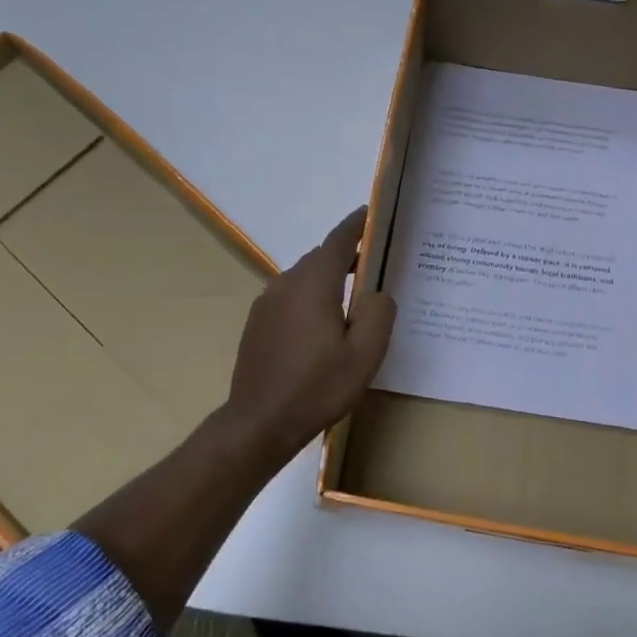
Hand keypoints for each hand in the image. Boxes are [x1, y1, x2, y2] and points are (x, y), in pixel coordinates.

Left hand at [224, 208, 396, 460]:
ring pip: (304, 278)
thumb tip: (378, 292)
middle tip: (375, 265)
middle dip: (347, 256)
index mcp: (313, 283)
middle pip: (321, 258)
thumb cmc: (317, 388)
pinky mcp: (257, 322)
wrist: (259, 423)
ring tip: (352, 299)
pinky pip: (290, 297)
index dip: (357, 225)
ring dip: (328, 280)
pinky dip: (310, 298)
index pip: (339, 240)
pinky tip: (322, 326)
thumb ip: (379, 313)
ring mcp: (267, 302)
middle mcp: (286, 283)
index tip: (372, 213)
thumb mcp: (364, 354)